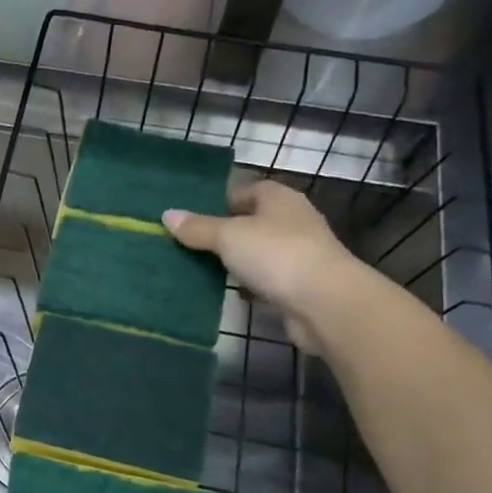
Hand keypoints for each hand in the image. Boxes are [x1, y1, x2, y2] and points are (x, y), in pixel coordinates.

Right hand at [164, 180, 368, 348]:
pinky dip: (248, 284)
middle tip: (188, 244)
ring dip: (235, 260)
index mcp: (279, 198)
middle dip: (224, 233)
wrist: (324, 302)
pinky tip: (226, 292)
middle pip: (251, 221)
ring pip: (257, 252)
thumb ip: (198, 227)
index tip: (191, 218)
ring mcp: (298, 253)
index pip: (246, 191)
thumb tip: (167, 214)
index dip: (219, 201)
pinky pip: (265, 278)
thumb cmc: (276, 254)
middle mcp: (292, 220)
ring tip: (199, 268)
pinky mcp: (298, 284)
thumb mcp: (228, 236)